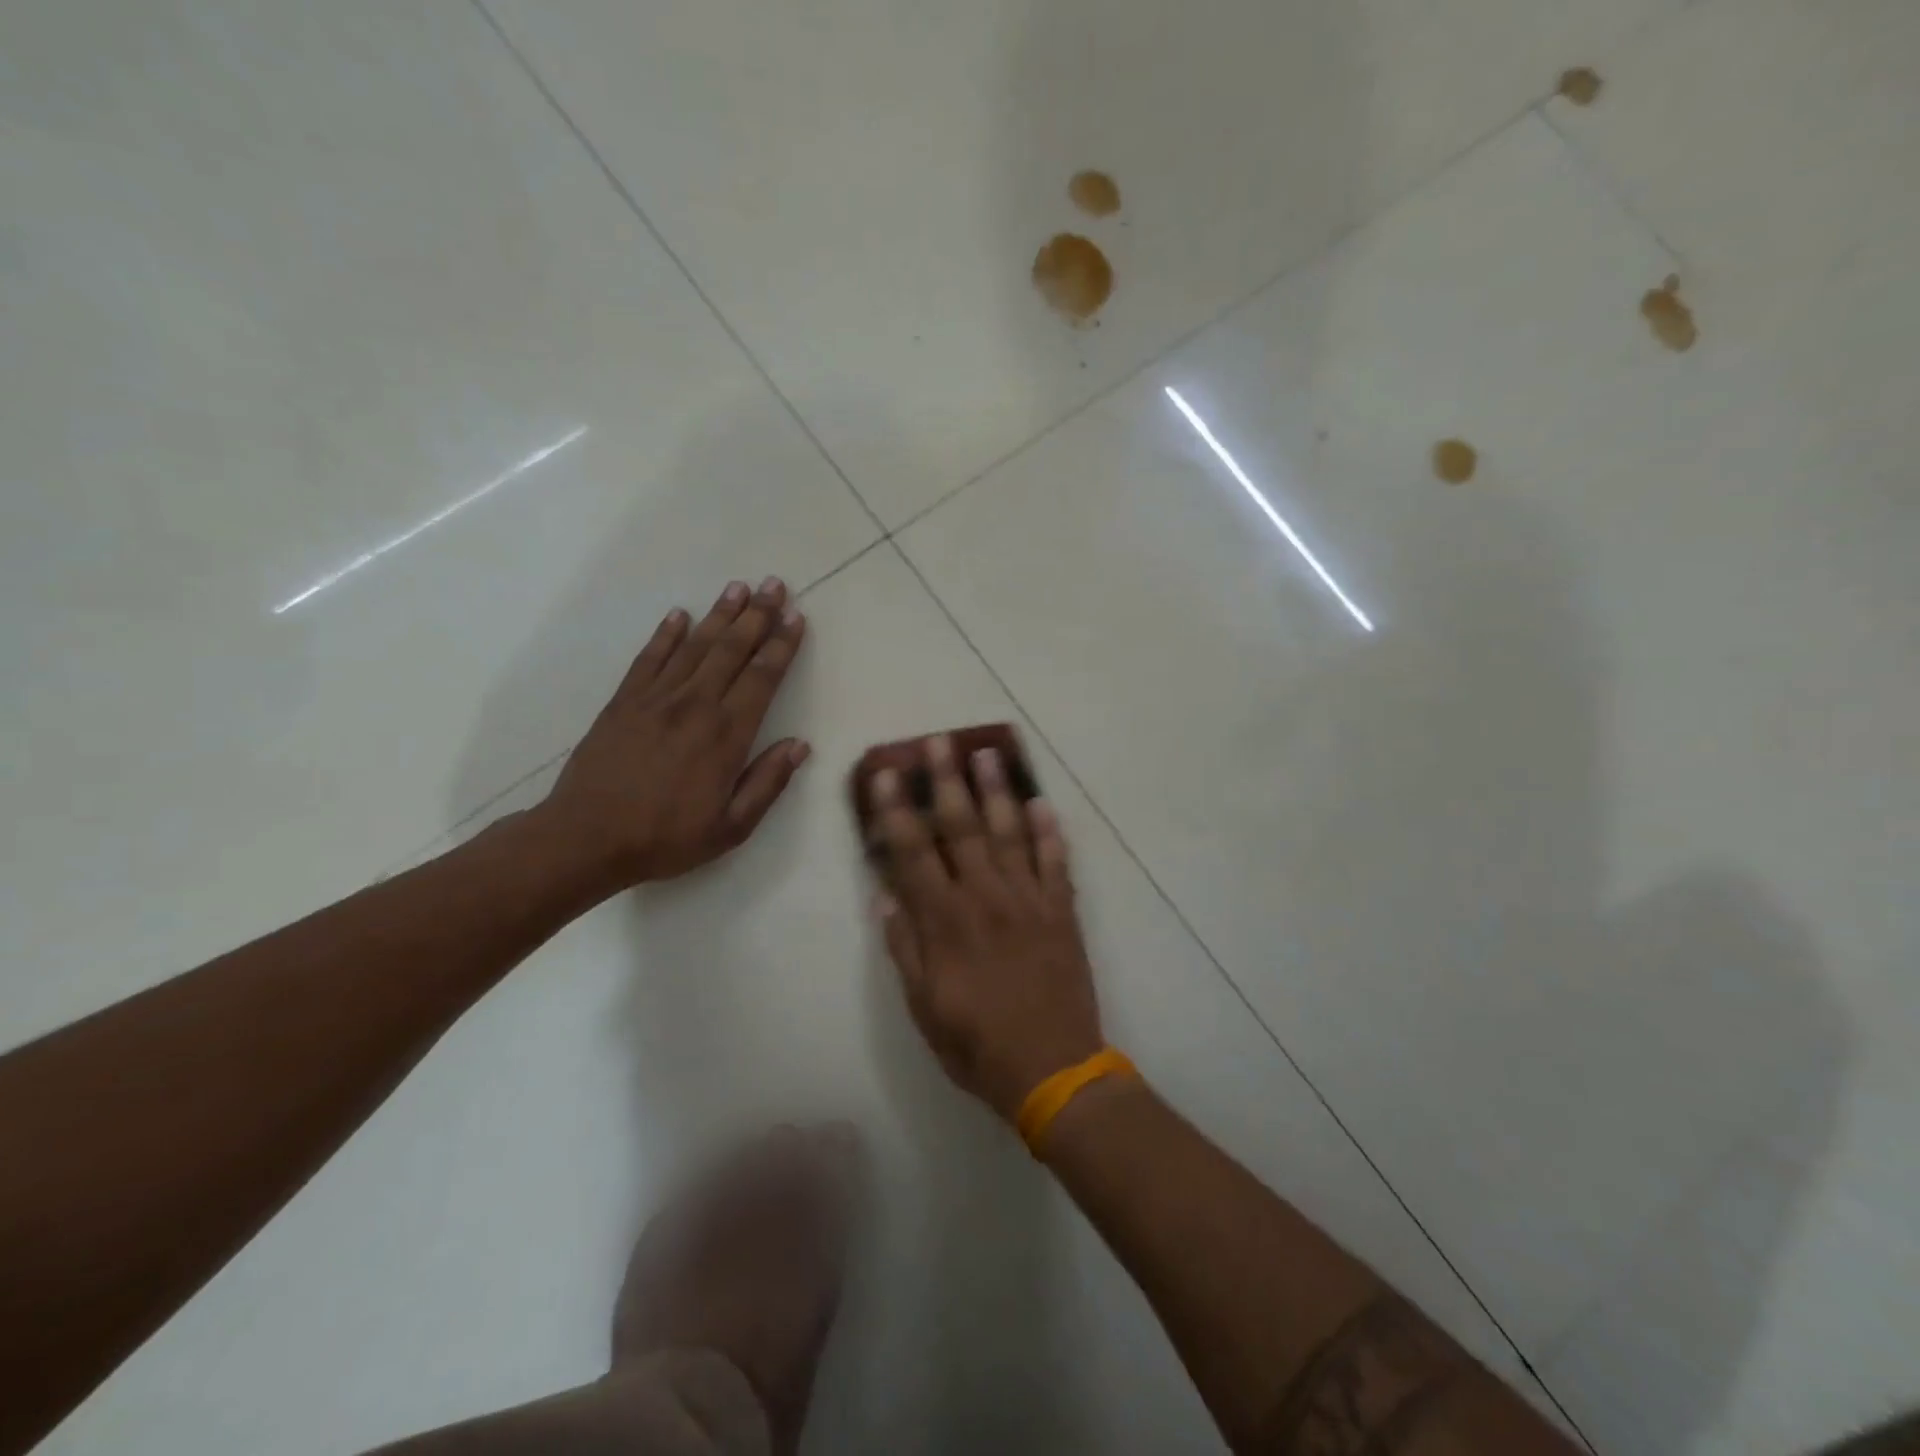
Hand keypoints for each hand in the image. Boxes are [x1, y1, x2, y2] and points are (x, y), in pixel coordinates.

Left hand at [537, 576, 809, 891]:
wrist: (586, 838)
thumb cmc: (667, 838)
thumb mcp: (732, 827)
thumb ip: (768, 782)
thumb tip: (799, 745)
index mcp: (727, 735)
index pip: (762, 678)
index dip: (782, 646)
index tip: (796, 618)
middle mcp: (695, 705)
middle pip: (732, 650)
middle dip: (757, 615)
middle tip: (774, 584)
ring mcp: (656, 699)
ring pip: (695, 646)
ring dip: (720, 614)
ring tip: (738, 587)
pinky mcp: (624, 701)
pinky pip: (649, 658)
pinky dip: (666, 634)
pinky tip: (679, 615)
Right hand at [871, 734, 1102, 1120]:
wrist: (1053, 1070)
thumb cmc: (977, 1045)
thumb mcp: (923, 1009)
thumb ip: (905, 950)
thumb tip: (886, 899)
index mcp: (946, 921)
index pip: (913, 853)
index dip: (898, 811)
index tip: (888, 774)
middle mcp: (986, 898)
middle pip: (962, 828)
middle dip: (947, 781)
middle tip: (939, 742)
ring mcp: (1029, 901)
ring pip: (1010, 833)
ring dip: (997, 791)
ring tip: (988, 753)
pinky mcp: (1062, 911)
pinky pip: (1056, 863)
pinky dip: (1049, 832)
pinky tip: (1042, 803)